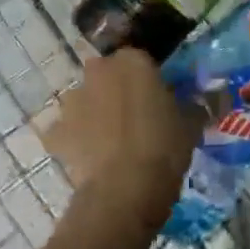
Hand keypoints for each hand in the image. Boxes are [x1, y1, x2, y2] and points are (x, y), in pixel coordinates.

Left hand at [43, 50, 199, 226]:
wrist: (125, 189)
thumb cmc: (164, 147)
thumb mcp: (191, 124)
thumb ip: (189, 107)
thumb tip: (193, 106)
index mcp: (132, 61)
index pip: (140, 59)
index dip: (148, 79)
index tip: (157, 98)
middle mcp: (99, 72)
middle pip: (106, 74)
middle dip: (115, 89)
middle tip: (134, 116)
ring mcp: (73, 101)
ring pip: (84, 100)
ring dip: (93, 112)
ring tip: (110, 141)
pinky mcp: (56, 131)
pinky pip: (65, 131)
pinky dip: (73, 140)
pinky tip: (88, 158)